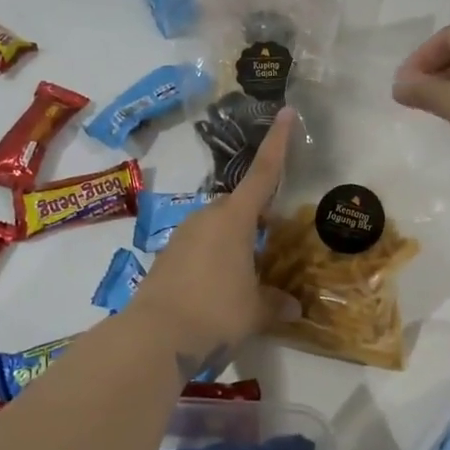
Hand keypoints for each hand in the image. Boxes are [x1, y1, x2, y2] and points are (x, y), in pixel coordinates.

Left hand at [127, 107, 301, 372]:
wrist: (155, 336)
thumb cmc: (216, 312)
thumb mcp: (255, 311)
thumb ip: (276, 304)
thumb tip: (294, 307)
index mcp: (235, 219)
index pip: (264, 173)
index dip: (278, 143)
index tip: (287, 112)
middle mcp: (207, 218)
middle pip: (239, 205)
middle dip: (257, 216)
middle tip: (273, 239)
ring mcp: (183, 236)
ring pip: (217, 227)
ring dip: (234, 241)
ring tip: (248, 273)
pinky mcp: (167, 257)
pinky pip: (199, 247)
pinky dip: (214, 257)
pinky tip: (219, 288)